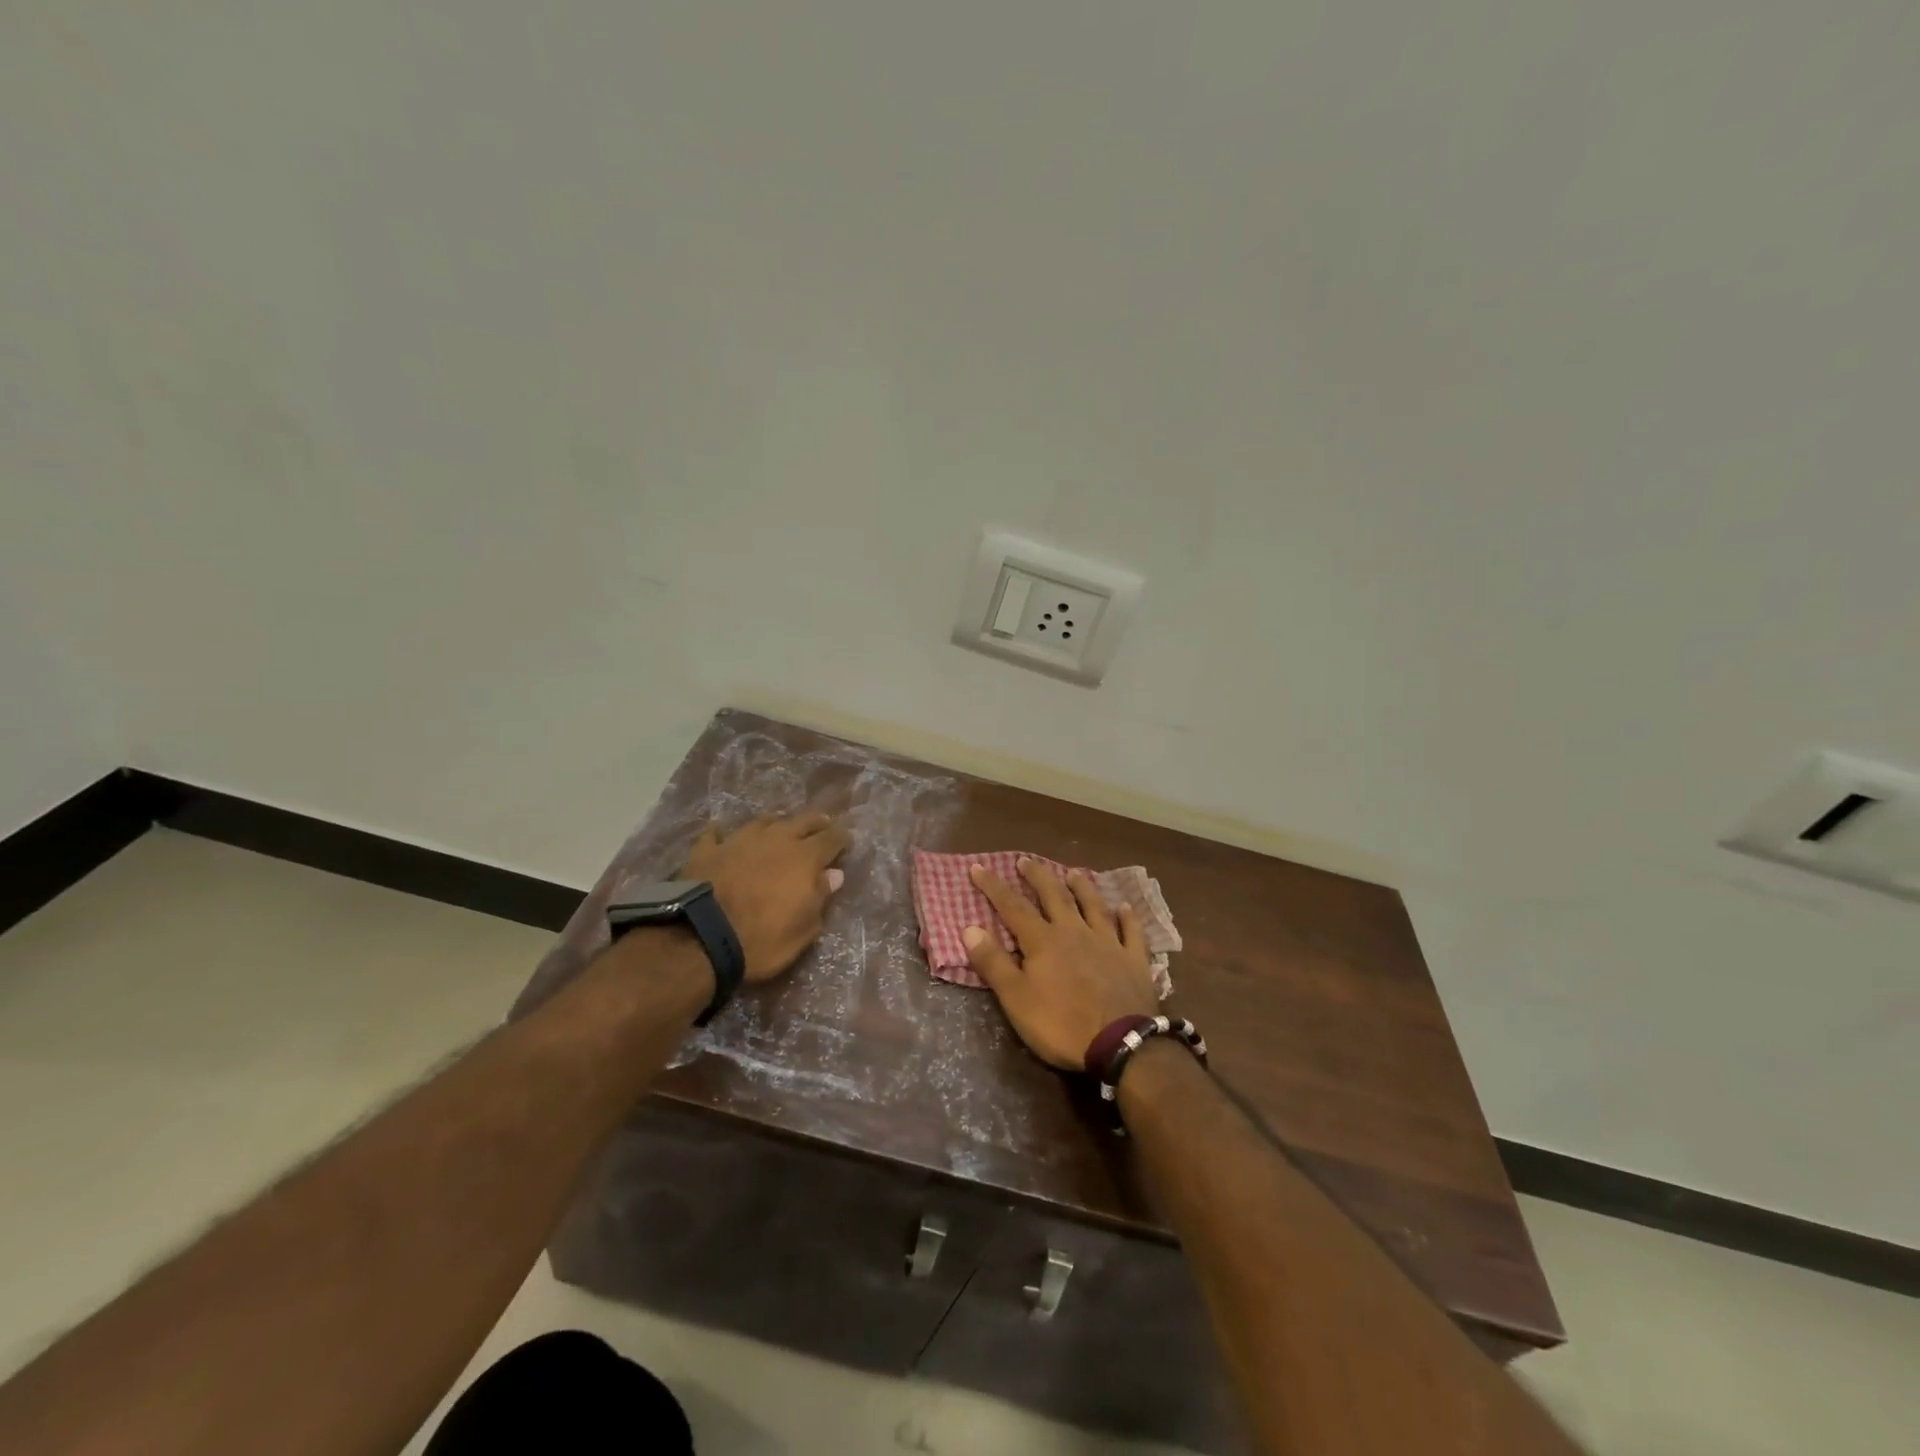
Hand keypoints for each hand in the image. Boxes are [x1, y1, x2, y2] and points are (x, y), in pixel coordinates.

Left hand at [681, 812, 850, 982]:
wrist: (702, 938)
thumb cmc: (762, 940)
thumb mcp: (803, 929)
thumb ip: (820, 897)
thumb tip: (834, 874)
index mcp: (804, 858)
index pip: (831, 839)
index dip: (842, 837)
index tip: (847, 838)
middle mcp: (776, 840)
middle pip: (802, 821)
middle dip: (816, 822)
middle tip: (823, 824)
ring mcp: (739, 841)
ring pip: (763, 821)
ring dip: (776, 824)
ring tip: (780, 827)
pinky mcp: (707, 850)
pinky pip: (716, 835)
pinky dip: (722, 834)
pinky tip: (720, 833)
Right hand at [962, 858, 1159, 1070]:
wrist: (1121, 1043)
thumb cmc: (1061, 1024)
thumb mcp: (1016, 999)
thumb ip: (993, 963)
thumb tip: (969, 927)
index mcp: (1043, 940)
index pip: (1013, 906)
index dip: (994, 886)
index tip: (978, 867)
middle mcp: (1074, 931)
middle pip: (1054, 896)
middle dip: (1037, 876)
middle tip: (1025, 860)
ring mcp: (1108, 942)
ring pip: (1093, 905)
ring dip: (1082, 887)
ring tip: (1073, 872)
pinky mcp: (1133, 959)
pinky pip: (1130, 931)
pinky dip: (1127, 917)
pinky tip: (1125, 907)